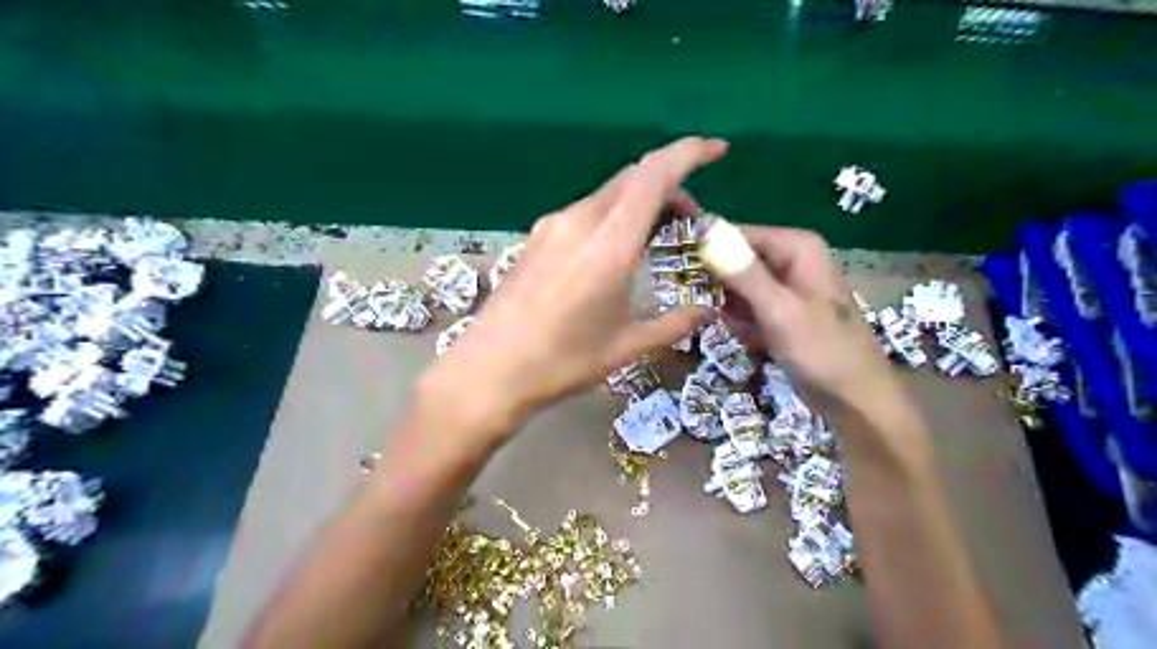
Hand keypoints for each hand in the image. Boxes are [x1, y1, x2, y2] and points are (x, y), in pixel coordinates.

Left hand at [414, 136, 719, 441]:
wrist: (489, 370)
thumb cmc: (562, 362)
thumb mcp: (627, 346)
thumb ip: (675, 323)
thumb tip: (709, 308)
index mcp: (608, 244)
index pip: (653, 175)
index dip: (689, 153)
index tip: (717, 150)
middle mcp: (579, 221)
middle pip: (632, 178)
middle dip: (670, 184)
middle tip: (691, 219)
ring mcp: (552, 226)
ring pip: (608, 193)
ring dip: (640, 201)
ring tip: (658, 237)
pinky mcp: (535, 237)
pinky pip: (585, 211)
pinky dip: (613, 215)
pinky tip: (616, 248)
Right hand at [715, 224, 892, 404]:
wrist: (856, 399)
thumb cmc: (822, 350)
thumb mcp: (778, 310)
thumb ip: (742, 271)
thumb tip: (706, 229)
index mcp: (796, 247)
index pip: (736, 234)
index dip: (707, 253)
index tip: (681, 278)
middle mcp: (790, 259)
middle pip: (735, 261)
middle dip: (721, 290)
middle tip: (713, 314)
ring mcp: (785, 286)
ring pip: (736, 288)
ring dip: (732, 312)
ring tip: (746, 332)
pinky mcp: (781, 310)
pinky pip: (747, 308)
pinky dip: (744, 325)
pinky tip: (756, 342)